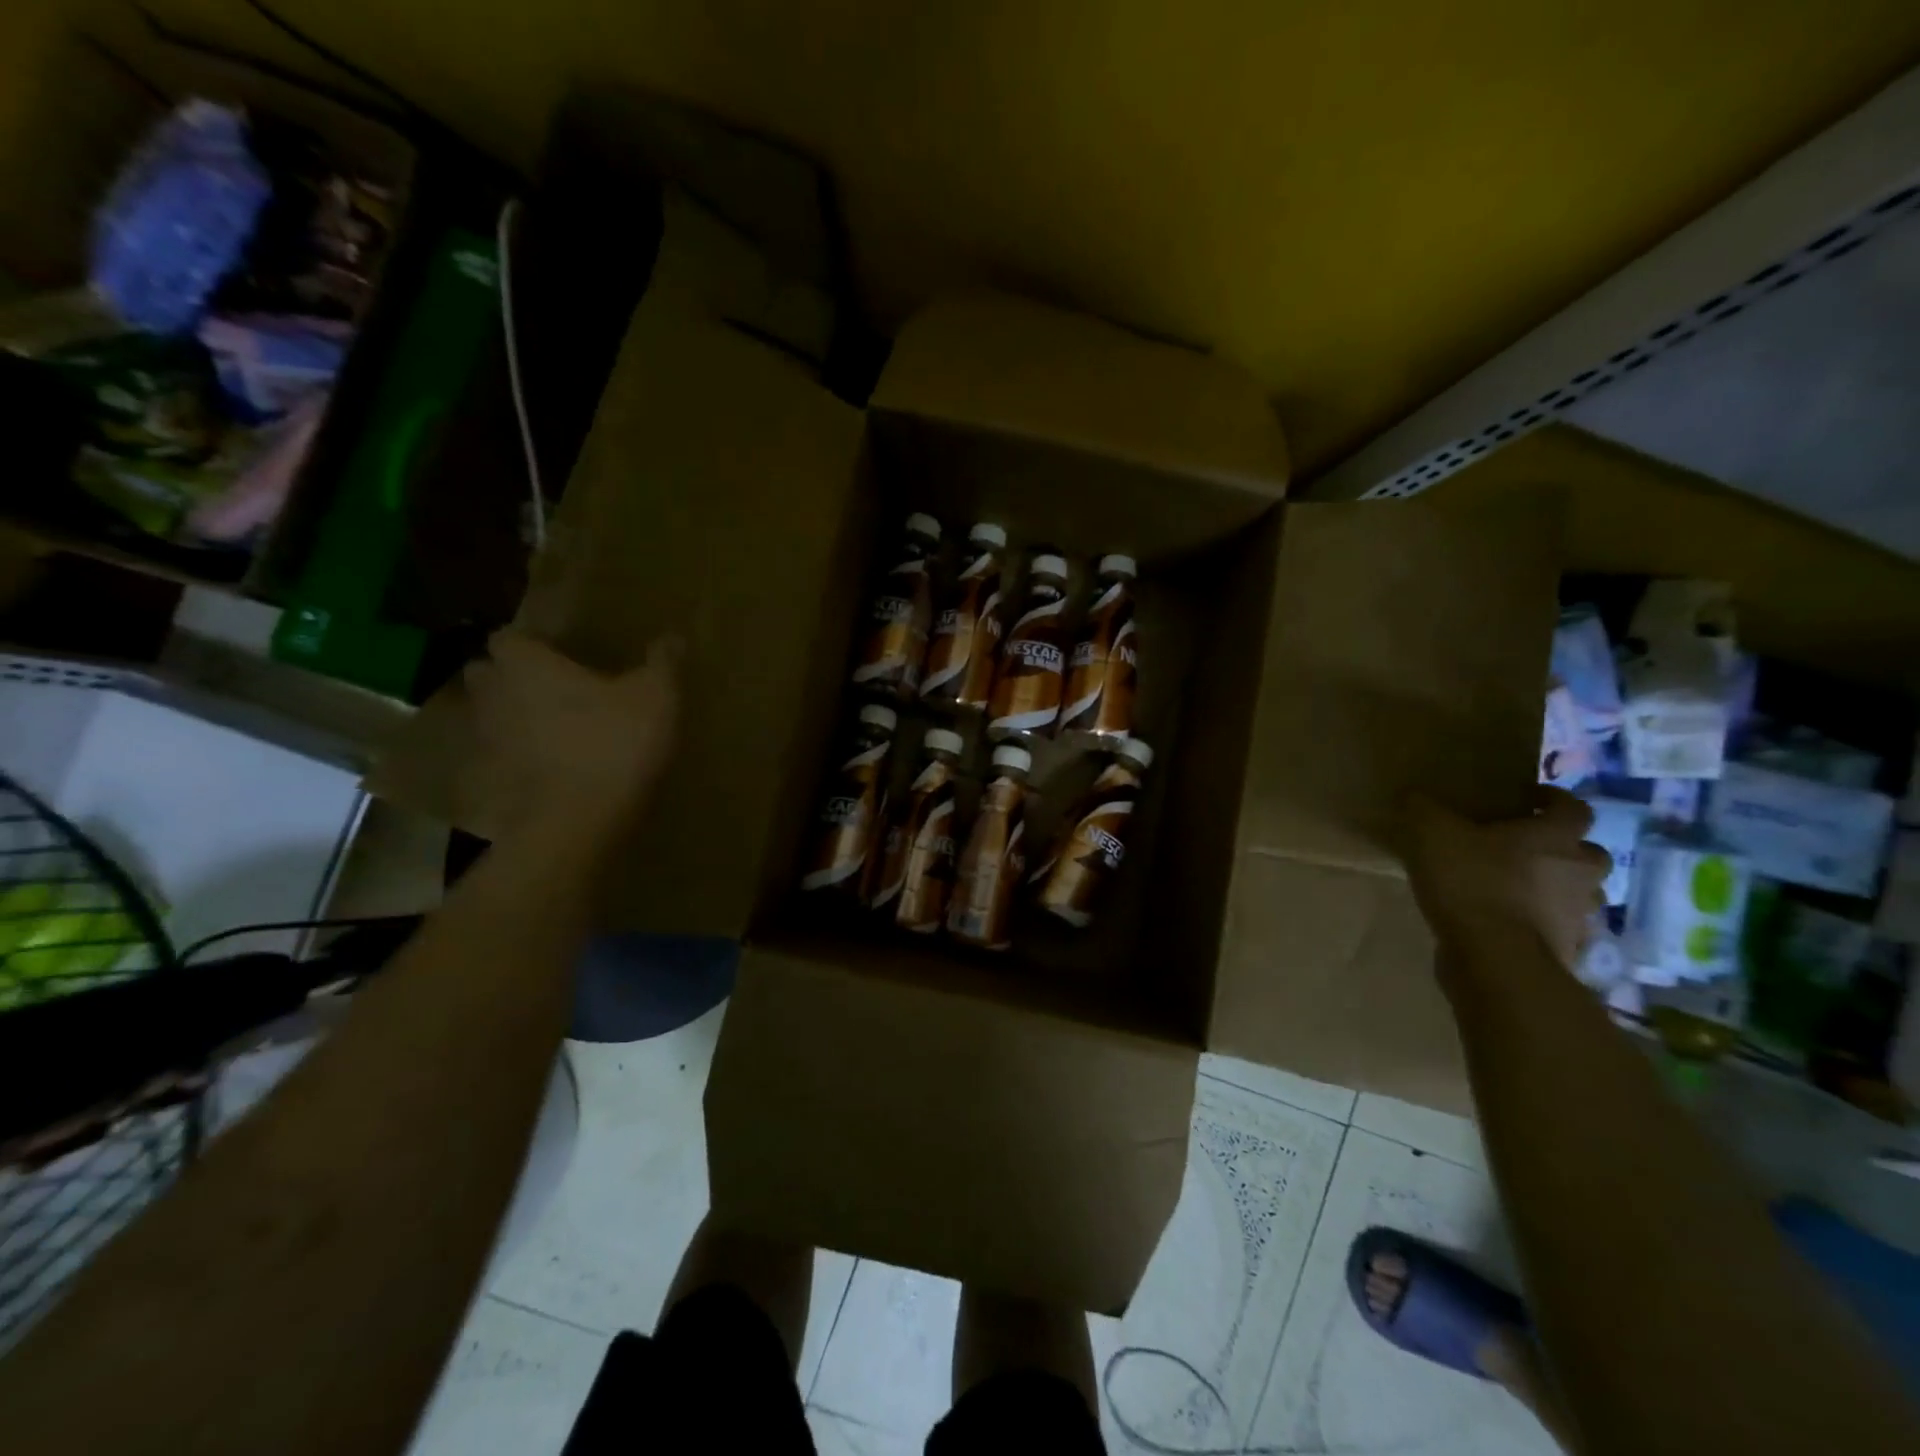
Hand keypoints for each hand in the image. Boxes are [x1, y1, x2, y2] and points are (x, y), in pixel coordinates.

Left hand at [462, 629, 680, 841]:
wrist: (577, 822)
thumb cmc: (613, 742)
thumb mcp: (655, 697)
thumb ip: (661, 663)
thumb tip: (673, 636)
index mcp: (526, 664)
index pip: (510, 636)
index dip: (532, 641)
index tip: (558, 649)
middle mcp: (494, 694)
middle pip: (488, 673)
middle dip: (511, 675)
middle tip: (551, 682)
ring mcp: (487, 740)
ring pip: (491, 715)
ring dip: (514, 715)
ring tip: (554, 723)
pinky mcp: (491, 780)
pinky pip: (501, 756)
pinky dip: (519, 755)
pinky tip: (552, 764)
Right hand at [1402, 787, 1608, 968]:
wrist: (1496, 958)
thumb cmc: (1473, 882)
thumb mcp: (1432, 833)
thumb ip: (1424, 809)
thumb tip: (1415, 796)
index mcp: (1555, 837)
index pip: (1573, 807)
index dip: (1554, 799)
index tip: (1529, 799)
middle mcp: (1579, 872)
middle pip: (1589, 853)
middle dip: (1565, 849)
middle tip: (1528, 849)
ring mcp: (1579, 915)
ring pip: (1580, 894)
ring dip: (1558, 889)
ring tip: (1519, 890)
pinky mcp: (1567, 950)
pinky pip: (1560, 929)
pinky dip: (1542, 924)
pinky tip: (1510, 925)